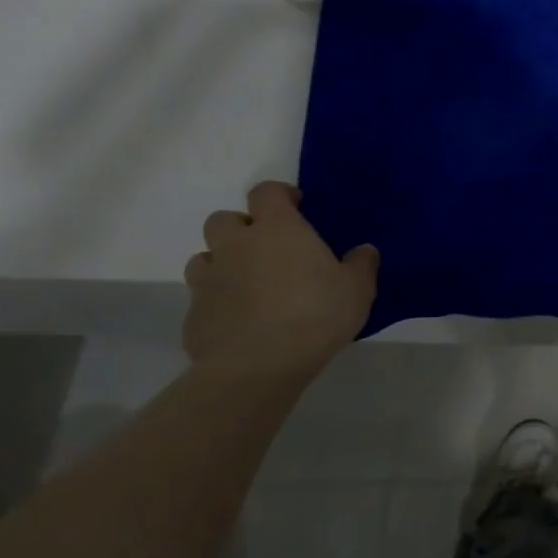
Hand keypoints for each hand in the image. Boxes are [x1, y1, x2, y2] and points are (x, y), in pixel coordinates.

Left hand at [182, 181, 377, 376]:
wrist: (258, 365)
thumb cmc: (316, 314)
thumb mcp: (358, 288)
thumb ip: (361, 264)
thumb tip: (363, 251)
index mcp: (277, 230)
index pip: (266, 192)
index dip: (280, 195)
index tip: (297, 206)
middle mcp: (236, 246)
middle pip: (223, 219)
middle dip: (243, 227)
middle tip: (270, 247)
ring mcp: (209, 279)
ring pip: (205, 256)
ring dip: (225, 262)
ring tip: (252, 283)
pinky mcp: (194, 314)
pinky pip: (203, 296)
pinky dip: (219, 300)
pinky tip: (242, 320)